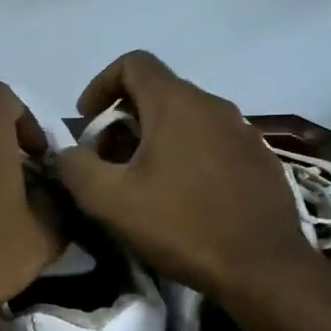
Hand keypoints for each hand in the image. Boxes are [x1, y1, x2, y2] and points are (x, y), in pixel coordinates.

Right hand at [54, 51, 326, 303]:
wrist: (262, 267)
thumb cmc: (180, 225)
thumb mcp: (109, 200)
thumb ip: (75, 167)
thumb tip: (67, 153)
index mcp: (176, 104)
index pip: (133, 63)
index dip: (100, 84)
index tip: (87, 122)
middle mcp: (213, 105)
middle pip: (158, 93)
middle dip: (123, 121)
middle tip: (107, 164)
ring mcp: (243, 132)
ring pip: (186, 120)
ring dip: (154, 141)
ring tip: (141, 184)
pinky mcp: (260, 160)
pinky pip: (211, 143)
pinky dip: (186, 157)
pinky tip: (182, 199)